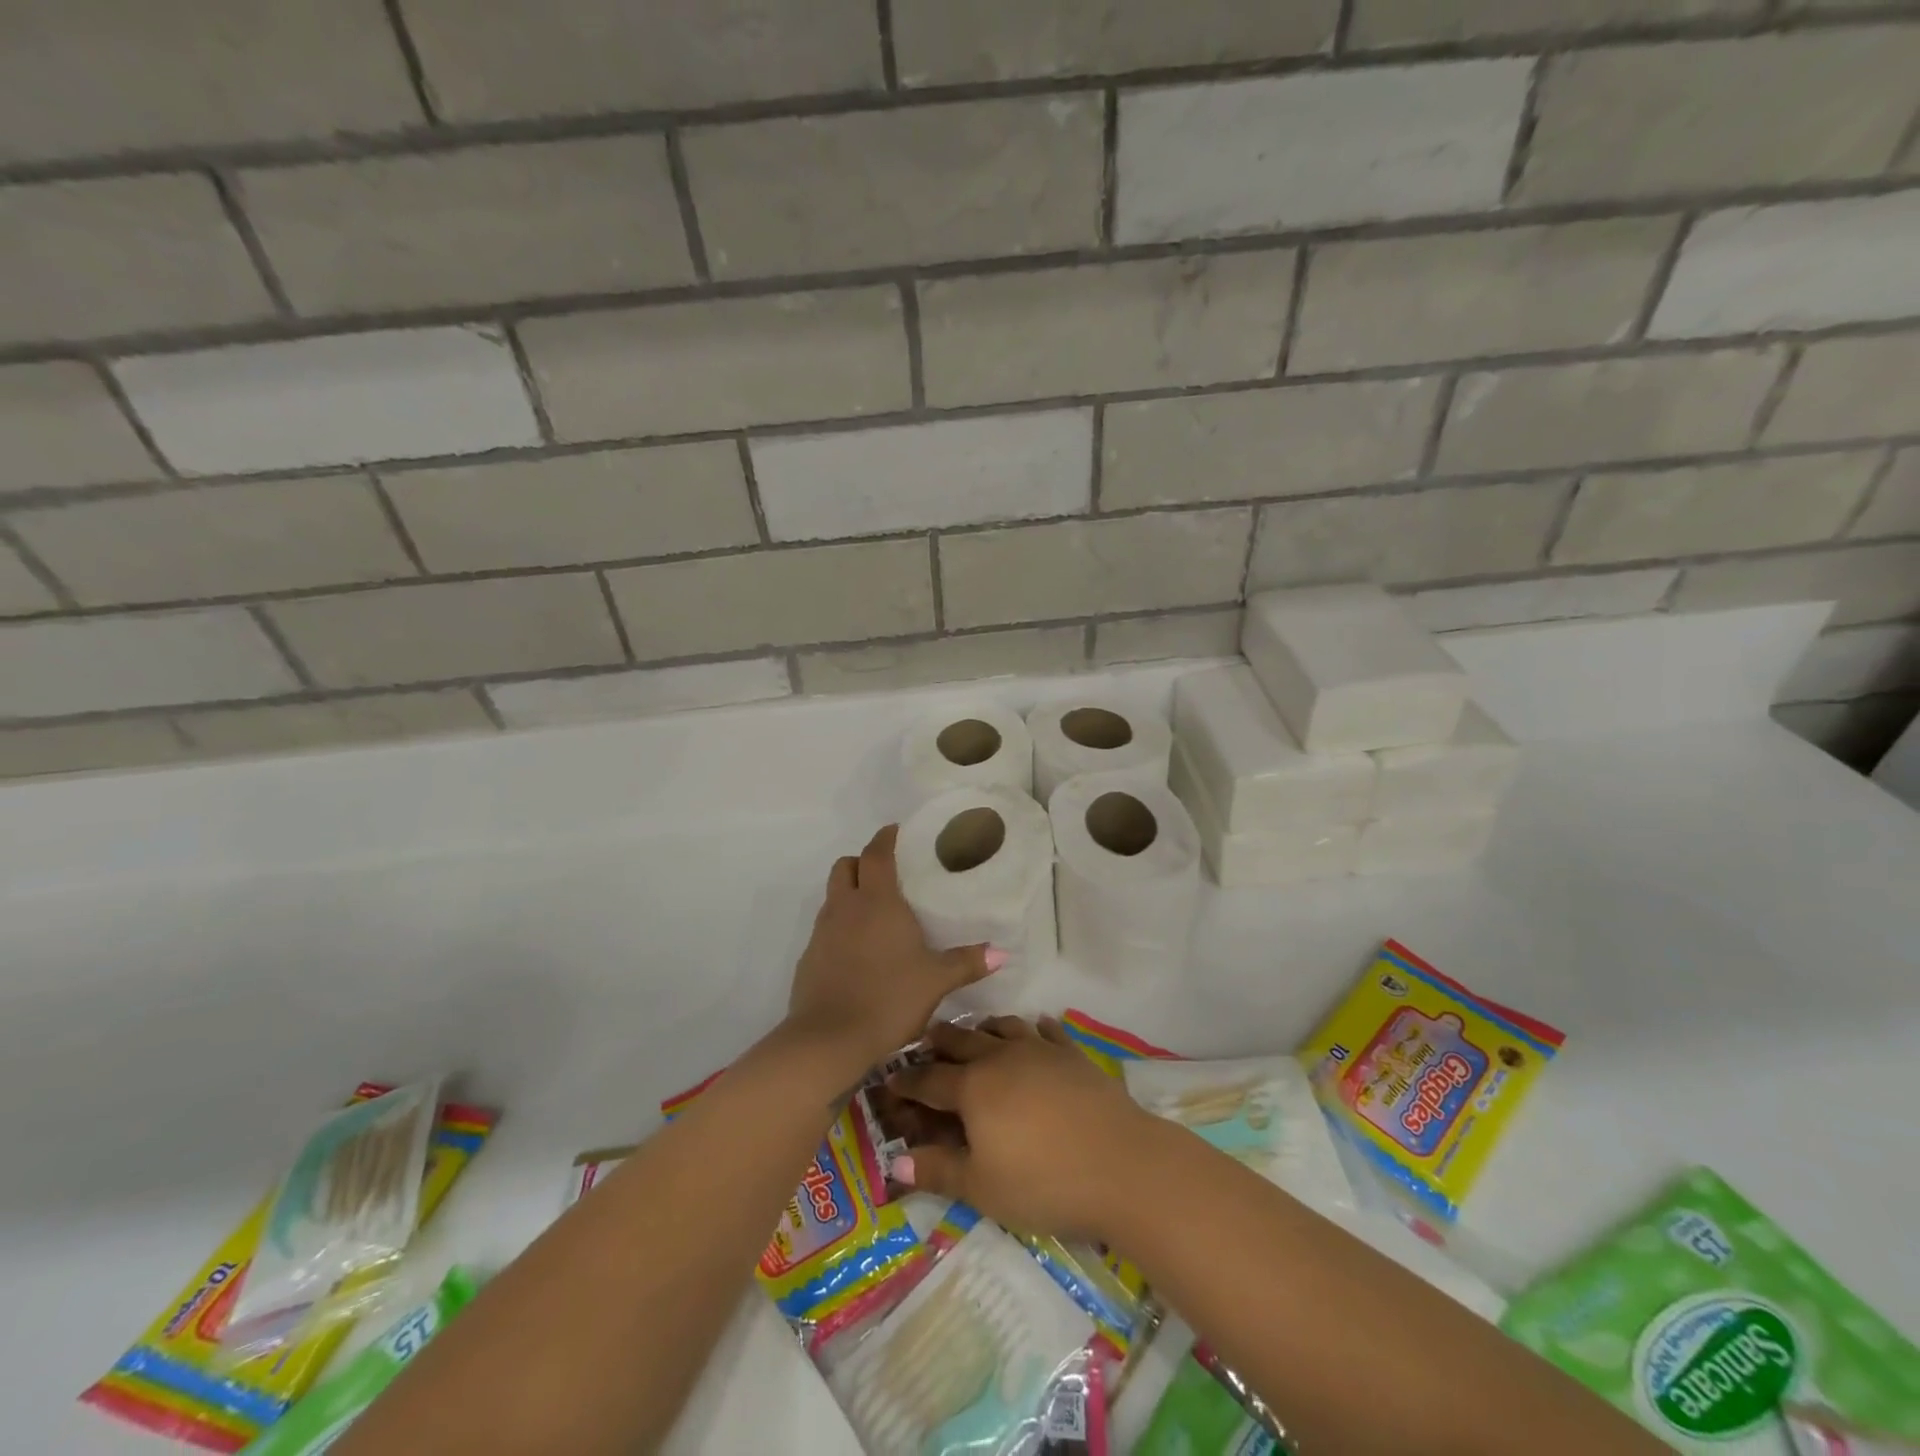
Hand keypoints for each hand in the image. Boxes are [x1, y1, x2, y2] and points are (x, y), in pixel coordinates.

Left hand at [785, 825, 1001, 1074]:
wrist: (829, 1040)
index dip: (885, 838)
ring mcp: (822, 932)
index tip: (896, 832)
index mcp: (877, 901)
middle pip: (846, 866)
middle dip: (863, 863)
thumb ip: (967, 963)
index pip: (876, 853)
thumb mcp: (936, 981)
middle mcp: (846, 907)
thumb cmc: (889, 998)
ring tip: (875, 914)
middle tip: (886, 875)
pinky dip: (840, 927)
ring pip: (833, 896)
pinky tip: (858, 952)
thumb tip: (1002, 953)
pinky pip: (825, 928)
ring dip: (850, 894)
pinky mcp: (809, 957)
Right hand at [887, 1017, 1155, 1241]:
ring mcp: (1040, 1050)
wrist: (1122, 1165)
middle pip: (962, 1041)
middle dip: (940, 1041)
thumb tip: (894, 1160)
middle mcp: (1001, 1057)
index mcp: (973, 1087)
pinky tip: (1035, 1029)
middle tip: (926, 1041)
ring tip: (977, 1031)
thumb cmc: (1043, 1182)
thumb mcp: (982, 1188)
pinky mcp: (1073, 1054)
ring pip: (1003, 1027)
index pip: (929, 1079)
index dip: (906, 1080)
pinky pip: (1047, 1030)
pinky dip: (1034, 1028)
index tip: (890, 1079)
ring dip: (984, 1028)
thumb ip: (938, 1170)